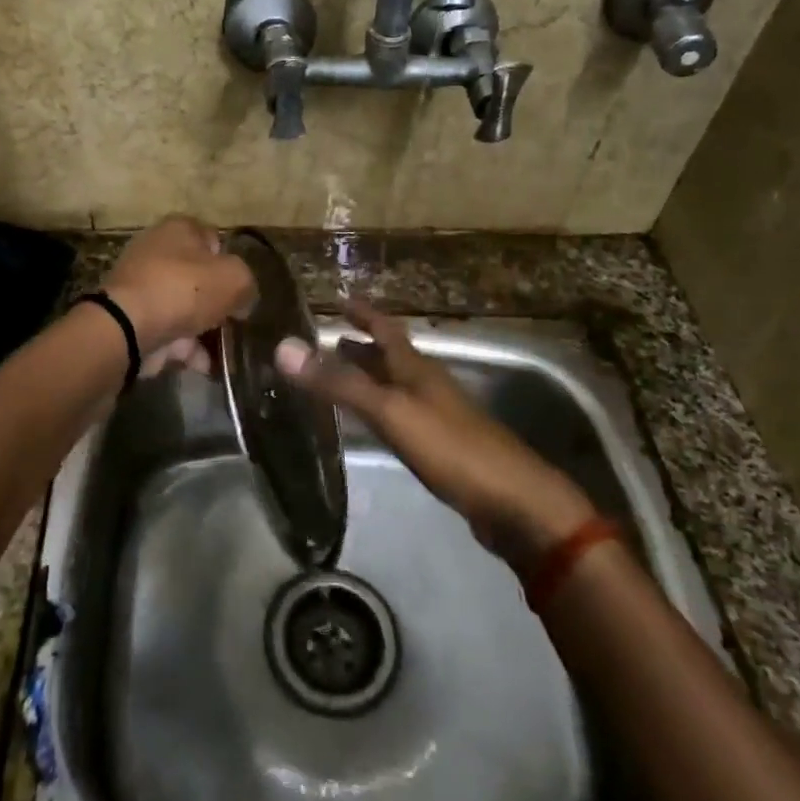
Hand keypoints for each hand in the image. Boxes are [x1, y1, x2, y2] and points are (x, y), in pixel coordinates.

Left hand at [102, 215, 256, 373]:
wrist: (127, 328)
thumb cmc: (184, 290)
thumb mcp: (234, 279)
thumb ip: (247, 284)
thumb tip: (242, 300)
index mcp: (179, 229)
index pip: (214, 240)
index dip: (231, 264)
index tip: (241, 290)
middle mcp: (156, 251)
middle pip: (198, 277)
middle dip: (217, 302)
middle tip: (235, 323)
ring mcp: (141, 286)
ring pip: (184, 308)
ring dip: (204, 331)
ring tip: (225, 354)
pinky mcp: (132, 318)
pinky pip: (168, 332)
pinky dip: (185, 349)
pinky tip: (203, 366)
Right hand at [275, 302, 596, 569]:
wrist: (514, 503)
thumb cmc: (452, 448)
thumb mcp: (391, 412)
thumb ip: (340, 383)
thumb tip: (285, 347)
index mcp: (417, 369)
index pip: (385, 328)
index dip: (363, 312)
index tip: (339, 297)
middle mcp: (427, 385)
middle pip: (390, 356)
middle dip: (360, 345)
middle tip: (328, 338)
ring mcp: (437, 416)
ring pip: (395, 386)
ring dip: (368, 376)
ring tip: (338, 376)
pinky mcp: (441, 447)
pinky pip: (400, 415)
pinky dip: (378, 409)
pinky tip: (370, 423)